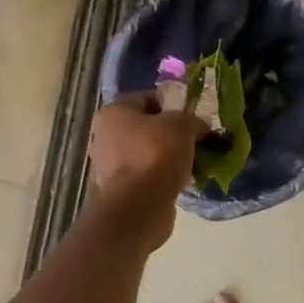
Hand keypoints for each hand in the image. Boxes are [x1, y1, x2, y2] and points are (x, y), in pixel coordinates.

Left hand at [88, 93, 207, 244]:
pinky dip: (160, 177)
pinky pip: (144, 176)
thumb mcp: (183, 125)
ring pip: (144, 153)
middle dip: (169, 133)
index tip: (191, 117)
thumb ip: (193, 120)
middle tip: (193, 140)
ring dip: (166, 157)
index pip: (146, 98)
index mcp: (113, 112)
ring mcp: (108, 166)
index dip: (172, 105)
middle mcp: (103, 136)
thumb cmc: (157, 153)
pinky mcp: (118, 190)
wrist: (140, 203)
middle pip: (144, 127)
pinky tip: (179, 181)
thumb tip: (200, 127)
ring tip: (190, 163)